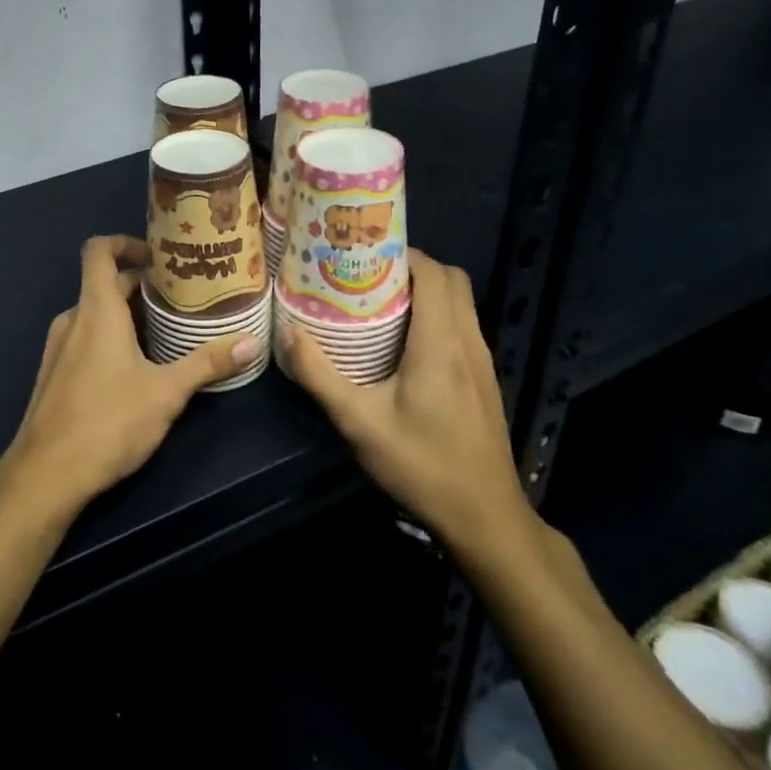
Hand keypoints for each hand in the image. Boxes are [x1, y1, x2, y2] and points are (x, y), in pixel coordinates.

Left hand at [0, 235, 261, 523]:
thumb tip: (250, 342)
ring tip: (167, 332)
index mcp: (96, 310)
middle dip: (141, 287)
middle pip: (104, 284)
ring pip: (94, 314)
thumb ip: (207, 363)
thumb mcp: (166, 393)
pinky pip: (84, 338)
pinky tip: (136, 367)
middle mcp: (72, 320)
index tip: (158, 257)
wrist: (46, 474)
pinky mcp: (53, 374)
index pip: (99, 251)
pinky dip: (109, 337)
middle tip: (181, 299)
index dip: (124, 243)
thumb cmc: (108, 422)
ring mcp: (57, 348)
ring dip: (127, 315)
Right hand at [276, 250, 533, 555]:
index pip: (434, 274)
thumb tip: (286, 331)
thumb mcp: (358, 422)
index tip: (364, 253)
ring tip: (379, 301)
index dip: (403, 253)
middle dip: (413, 267)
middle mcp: (468, 342)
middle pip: (453, 281)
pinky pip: (463, 327)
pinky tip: (403, 342)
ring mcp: (482, 362)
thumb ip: (319, 374)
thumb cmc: (420, 465)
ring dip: (427, 291)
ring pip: (462, 304)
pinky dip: (437, 316)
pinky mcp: (484, 380)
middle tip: (367, 275)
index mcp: (440, 343)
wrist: (484, 516)